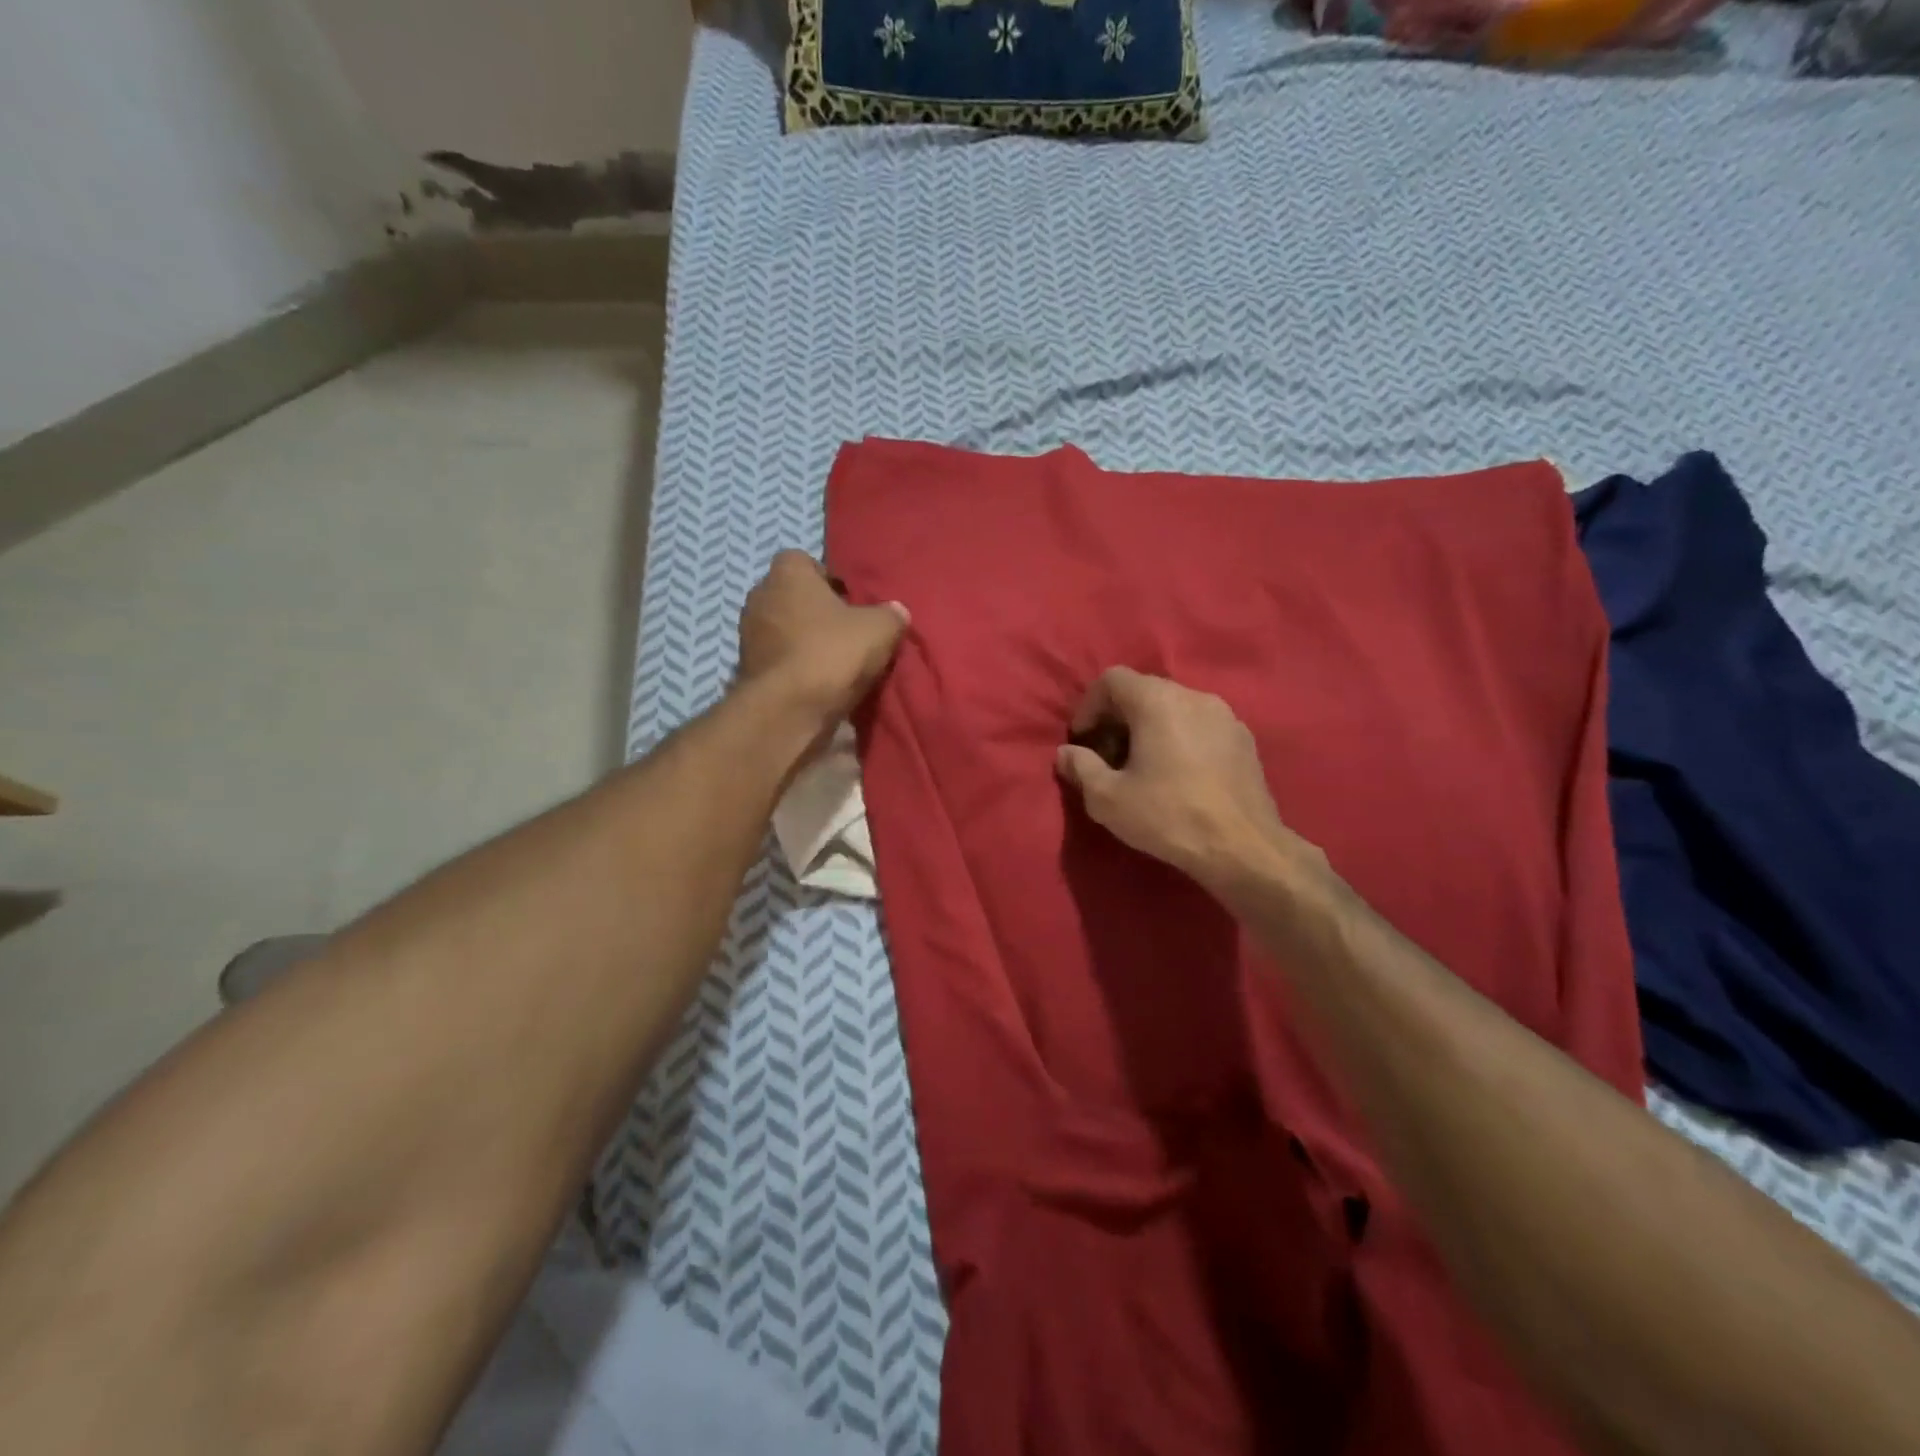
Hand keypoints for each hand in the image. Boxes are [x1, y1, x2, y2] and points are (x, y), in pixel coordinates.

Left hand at [737, 551, 909, 720]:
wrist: (788, 710)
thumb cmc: (832, 653)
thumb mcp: (880, 629)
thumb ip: (891, 615)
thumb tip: (896, 612)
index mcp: (787, 573)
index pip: (805, 561)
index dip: (830, 580)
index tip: (852, 602)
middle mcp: (760, 596)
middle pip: (794, 596)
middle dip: (818, 612)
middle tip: (849, 632)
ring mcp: (749, 634)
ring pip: (785, 629)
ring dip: (806, 642)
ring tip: (837, 662)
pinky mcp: (748, 669)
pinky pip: (779, 659)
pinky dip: (796, 667)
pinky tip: (820, 684)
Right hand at [1055, 668, 1319, 893]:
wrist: (1243, 848)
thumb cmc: (1168, 817)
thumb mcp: (1108, 798)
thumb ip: (1080, 768)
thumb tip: (1065, 753)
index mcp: (1158, 701)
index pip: (1113, 679)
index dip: (1090, 706)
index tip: (1084, 741)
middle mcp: (1194, 696)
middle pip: (1145, 691)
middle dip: (1119, 718)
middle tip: (1107, 756)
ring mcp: (1226, 716)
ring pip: (1175, 708)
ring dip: (1150, 728)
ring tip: (1142, 767)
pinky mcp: (1245, 740)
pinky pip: (1200, 726)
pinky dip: (1180, 738)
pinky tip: (1178, 775)